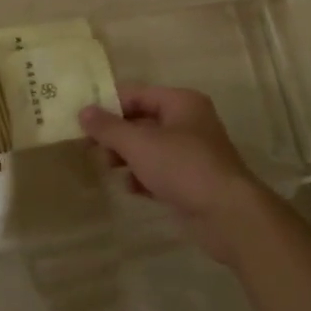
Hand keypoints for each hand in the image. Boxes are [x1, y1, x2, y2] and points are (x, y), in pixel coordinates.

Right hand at [79, 87, 268, 264]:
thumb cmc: (183, 167)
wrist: (228, 215)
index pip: (137, 94)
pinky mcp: (192, 181)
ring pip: (150, 148)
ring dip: (127, 156)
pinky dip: (143, 177)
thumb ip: (109, 128)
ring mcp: (192, 153)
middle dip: (116, 134)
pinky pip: (160, 171)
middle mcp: (189, 122)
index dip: (109, 105)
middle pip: (142, 121)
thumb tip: (83, 111)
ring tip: (107, 168)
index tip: (83, 120)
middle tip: (90, 147)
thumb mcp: (139, 144)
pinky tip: (130, 188)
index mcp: (181, 102)